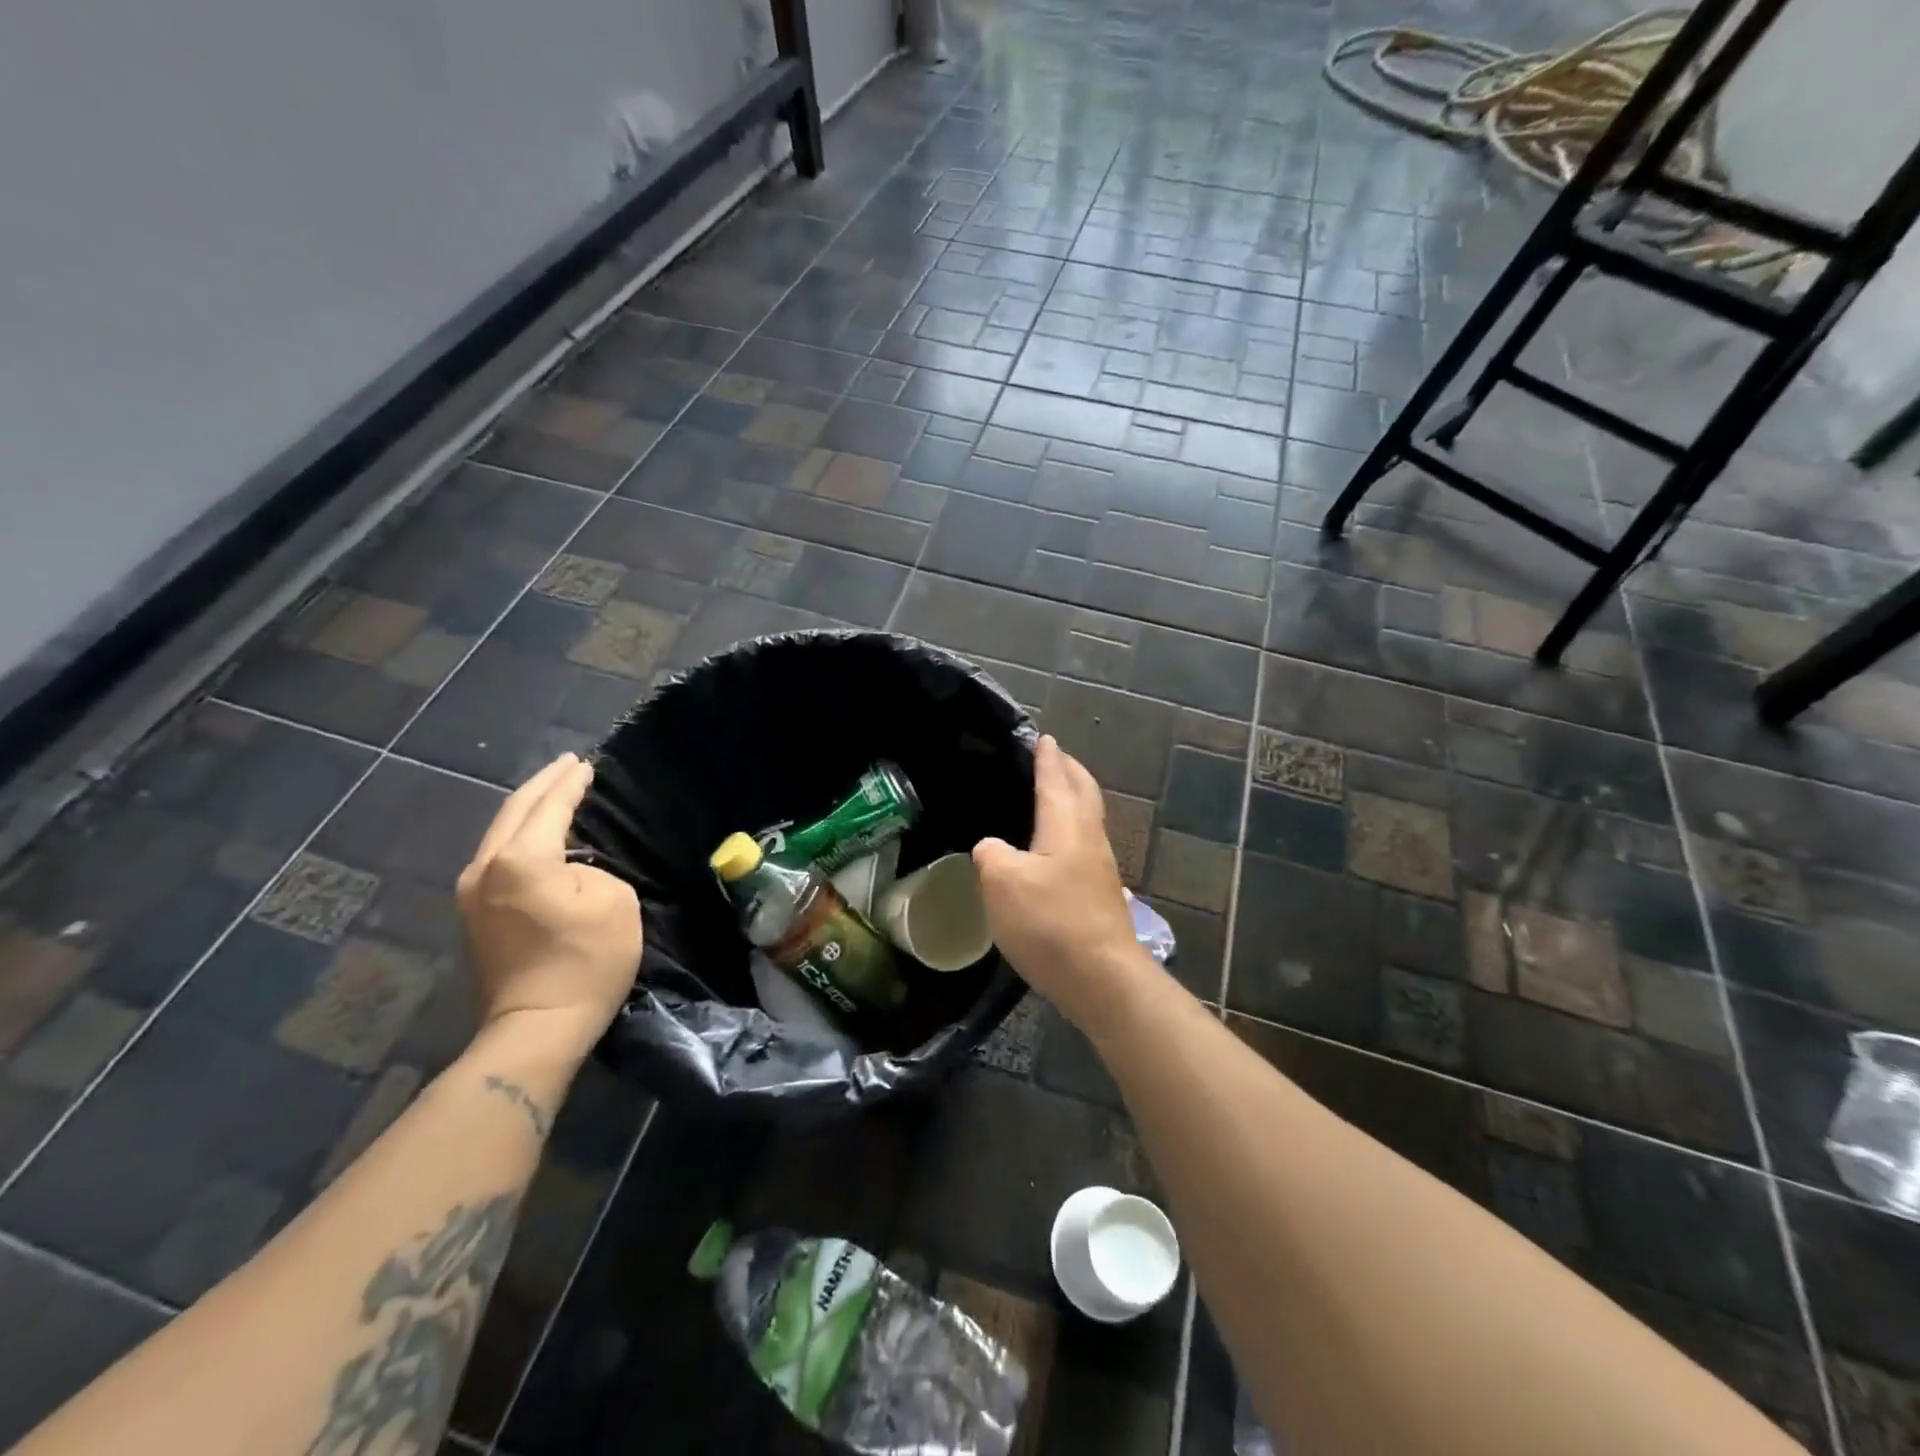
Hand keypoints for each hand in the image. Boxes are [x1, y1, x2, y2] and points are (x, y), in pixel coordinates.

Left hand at [458, 753, 641, 1052]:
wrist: (536, 1027)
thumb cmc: (585, 961)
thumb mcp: (614, 901)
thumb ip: (591, 870)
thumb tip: (570, 871)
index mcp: (521, 859)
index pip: (550, 807)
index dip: (571, 784)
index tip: (586, 764)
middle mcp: (485, 867)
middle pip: (514, 812)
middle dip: (543, 786)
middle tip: (567, 765)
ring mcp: (472, 893)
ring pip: (500, 834)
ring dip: (528, 810)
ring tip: (552, 793)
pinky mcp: (474, 915)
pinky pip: (497, 856)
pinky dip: (519, 835)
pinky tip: (535, 833)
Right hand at [973, 736, 1150, 1034]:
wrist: (1102, 979)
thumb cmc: (1050, 922)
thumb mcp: (1002, 883)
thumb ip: (991, 854)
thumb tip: (993, 848)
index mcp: (1066, 825)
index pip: (1056, 779)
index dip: (1047, 757)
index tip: (1044, 737)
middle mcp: (1089, 839)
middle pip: (1084, 792)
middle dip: (1070, 770)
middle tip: (1054, 757)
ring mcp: (1100, 868)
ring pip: (1088, 819)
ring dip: (1074, 800)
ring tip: (1053, 797)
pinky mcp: (1101, 896)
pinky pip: (1085, 846)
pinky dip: (1071, 831)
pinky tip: (1058, 850)